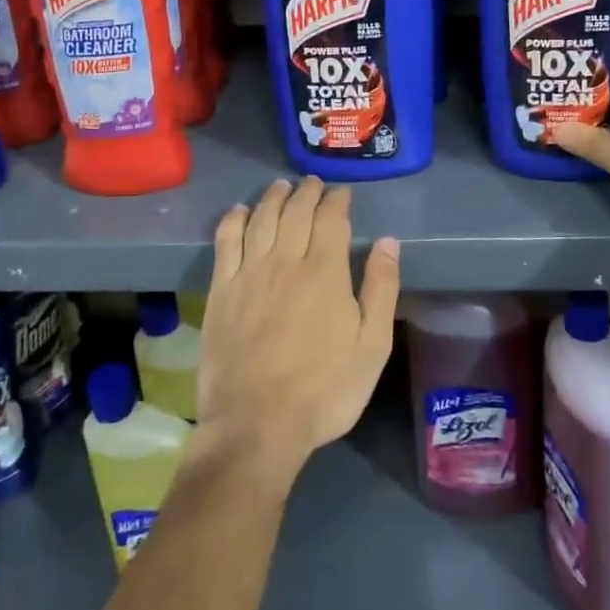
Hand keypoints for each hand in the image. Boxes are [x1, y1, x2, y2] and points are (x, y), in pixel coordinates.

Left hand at [195, 178, 399, 489]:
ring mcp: (249, 273)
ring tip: (282, 186)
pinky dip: (233, 220)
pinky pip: (226, 242)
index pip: (331, 219)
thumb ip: (381, 289)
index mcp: (325, 272)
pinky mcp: (221, 290)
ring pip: (262, 219)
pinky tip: (239, 211)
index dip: (337, 201)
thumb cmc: (324, 390)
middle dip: (307, 192)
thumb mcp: (371, 346)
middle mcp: (285, 261)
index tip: (342, 193)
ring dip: (273, 198)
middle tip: (313, 183)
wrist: (256, 425)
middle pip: (296, 212)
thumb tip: (388, 242)